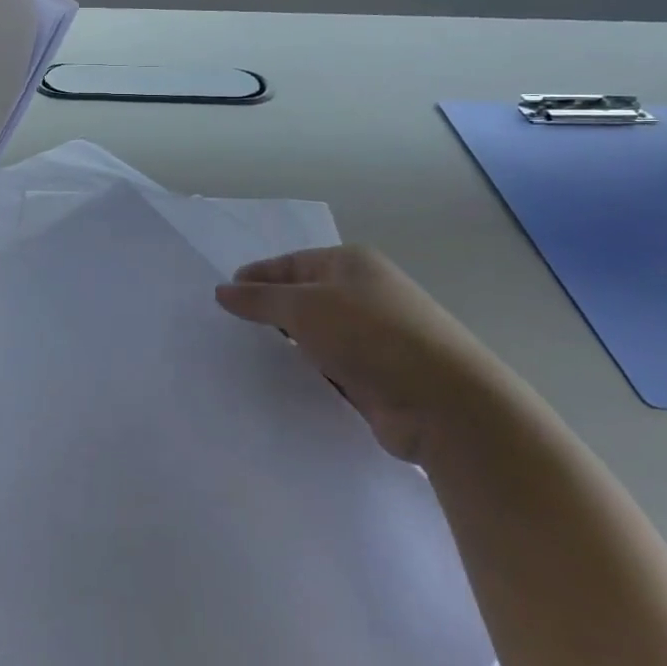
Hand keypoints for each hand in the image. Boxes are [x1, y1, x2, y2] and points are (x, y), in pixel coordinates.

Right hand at [215, 245, 511, 462]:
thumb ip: (259, 300)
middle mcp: (365, 293)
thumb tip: (222, 290)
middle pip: (304, 298)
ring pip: (318, 335)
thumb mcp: (304, 308)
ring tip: (249, 358)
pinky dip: (311, 373)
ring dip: (291, 346)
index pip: (291, 263)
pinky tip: (286, 384)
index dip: (256, 277)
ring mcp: (376, 335)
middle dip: (270, 313)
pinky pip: (333, 367)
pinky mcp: (380, 375)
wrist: (444, 402)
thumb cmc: (369, 335)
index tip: (223, 296)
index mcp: (351, 263)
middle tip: (231, 329)